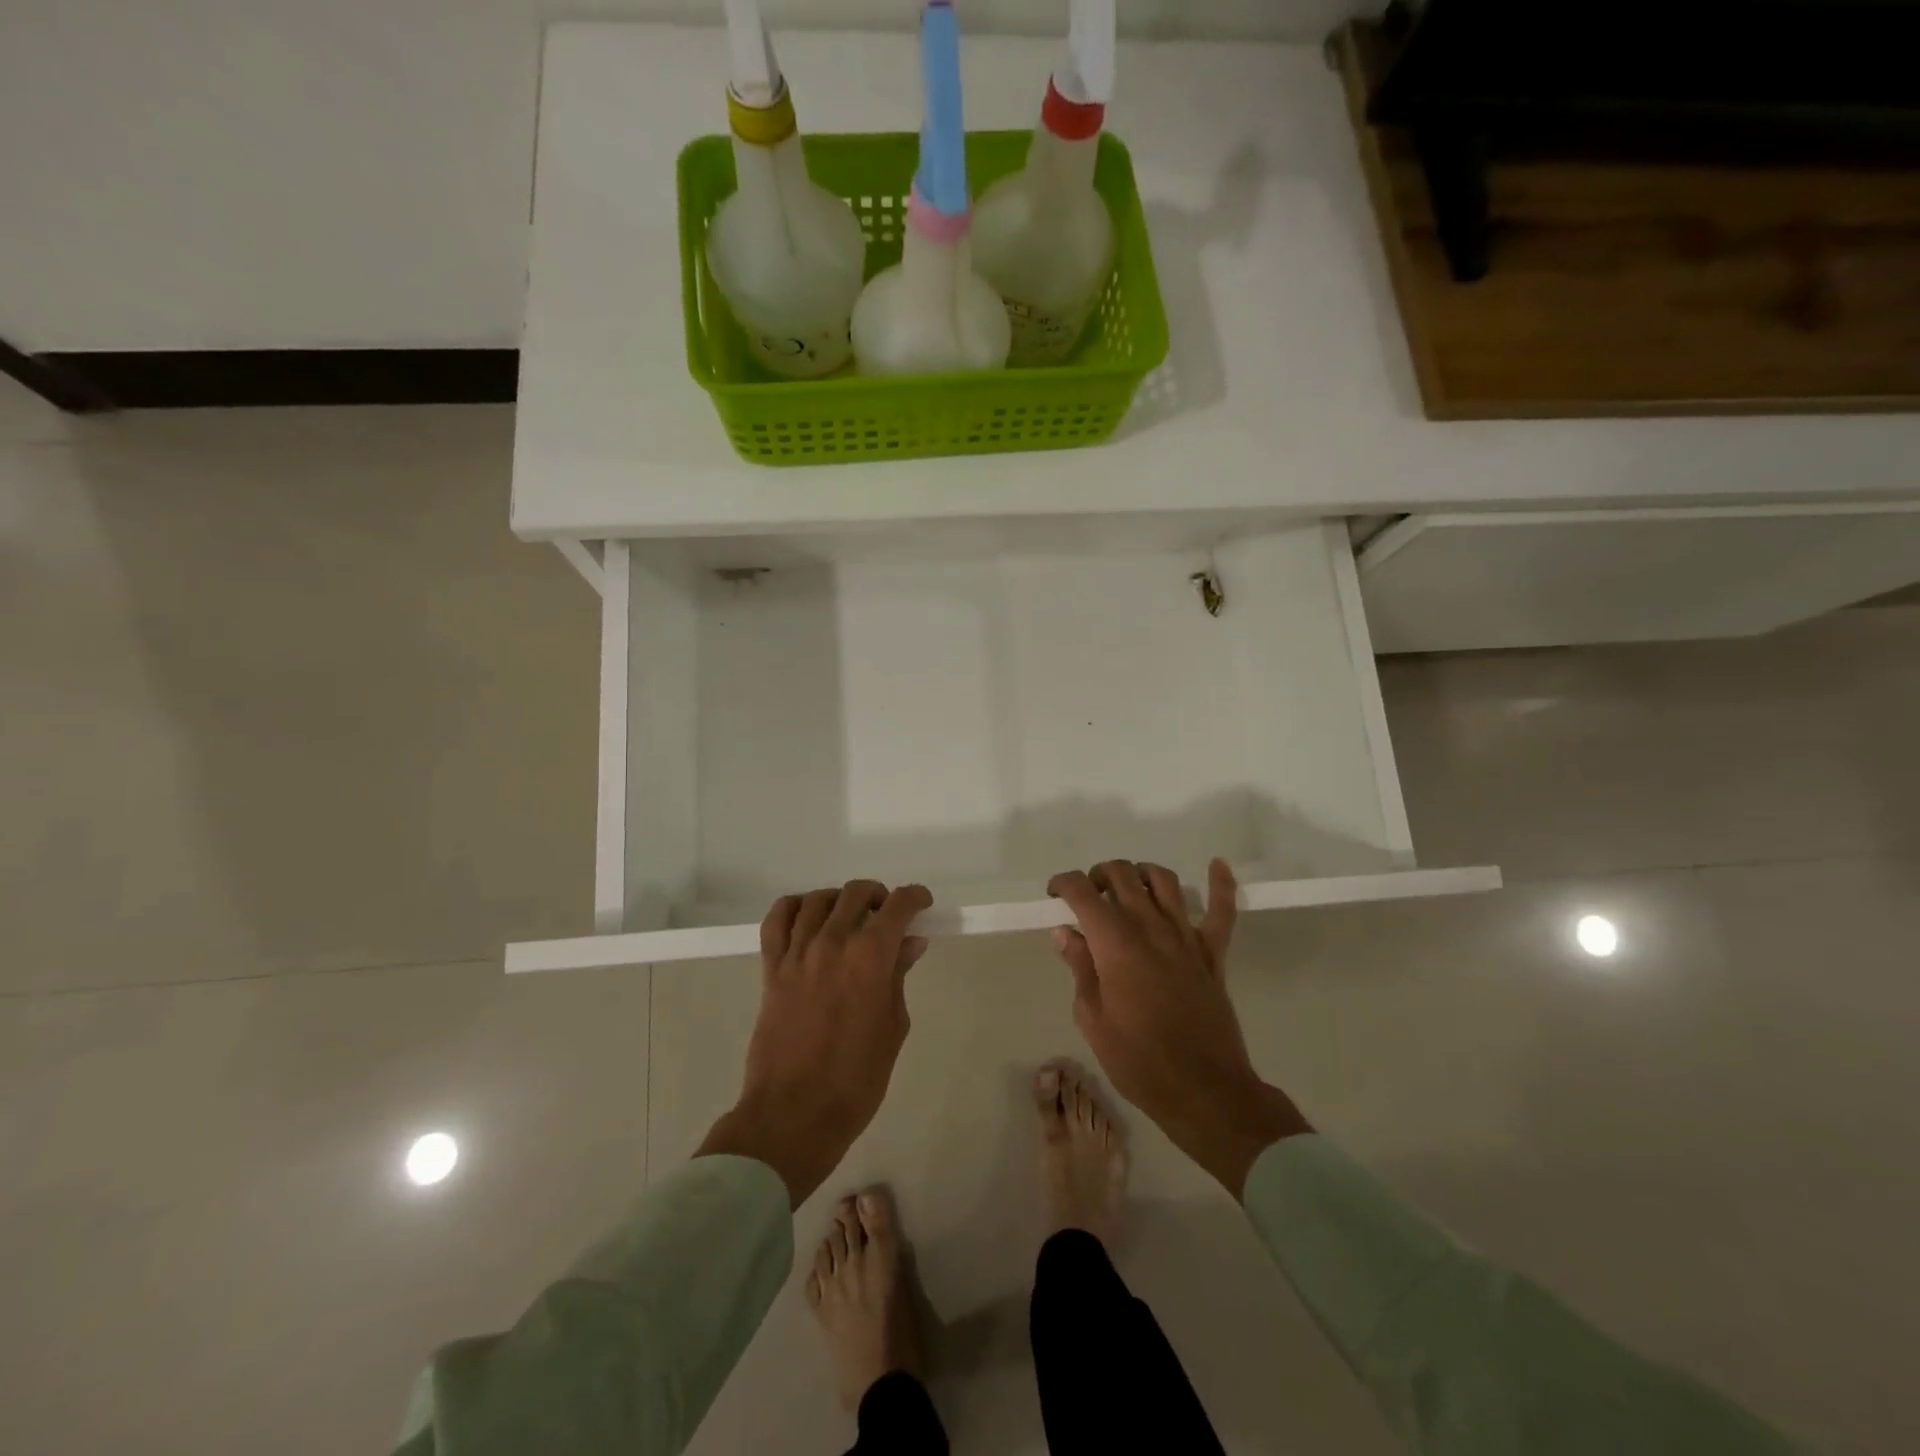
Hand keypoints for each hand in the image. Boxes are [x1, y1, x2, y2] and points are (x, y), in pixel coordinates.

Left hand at [696, 881, 932, 1206]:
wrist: (795, 1113)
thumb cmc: (857, 1078)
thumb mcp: (893, 1027)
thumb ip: (898, 976)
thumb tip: (909, 943)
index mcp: (870, 956)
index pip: (897, 906)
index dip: (914, 898)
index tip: (922, 904)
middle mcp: (832, 942)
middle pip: (856, 893)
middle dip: (878, 896)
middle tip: (887, 916)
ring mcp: (797, 953)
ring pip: (817, 900)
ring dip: (840, 900)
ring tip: (849, 917)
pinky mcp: (771, 968)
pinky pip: (776, 920)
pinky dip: (793, 908)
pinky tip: (807, 919)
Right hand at [1047, 858, 1310, 1198]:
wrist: (1204, 1090)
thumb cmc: (1138, 1061)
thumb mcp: (1092, 1018)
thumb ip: (1080, 968)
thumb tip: (1065, 933)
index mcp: (1114, 942)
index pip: (1083, 892)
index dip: (1063, 883)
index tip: (1054, 894)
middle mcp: (1149, 926)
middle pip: (1122, 875)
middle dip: (1099, 875)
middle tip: (1089, 896)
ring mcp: (1185, 936)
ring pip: (1163, 881)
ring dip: (1140, 874)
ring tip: (1129, 888)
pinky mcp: (1213, 952)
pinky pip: (1222, 910)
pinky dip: (1221, 884)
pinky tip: (1216, 865)